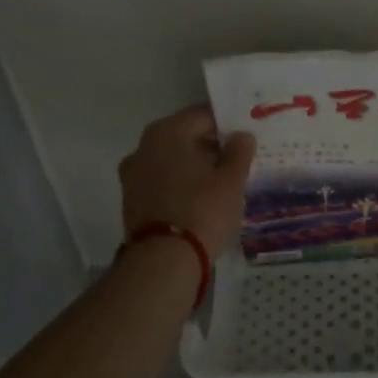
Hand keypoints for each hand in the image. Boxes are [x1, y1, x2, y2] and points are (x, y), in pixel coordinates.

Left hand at [119, 105, 255, 259]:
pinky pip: (162, 182)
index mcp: (167, 132)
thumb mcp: (231, 181)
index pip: (202, 115)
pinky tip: (201, 199)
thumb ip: (239, 152)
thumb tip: (241, 135)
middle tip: (238, 159)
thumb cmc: (202, 211)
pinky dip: (180, 185)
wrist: (163, 261)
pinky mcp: (132, 201)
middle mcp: (144, 147)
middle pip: (184, 137)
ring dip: (194, 167)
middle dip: (210, 146)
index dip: (227, 123)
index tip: (246, 136)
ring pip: (172, 161)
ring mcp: (133, 175)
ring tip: (222, 182)